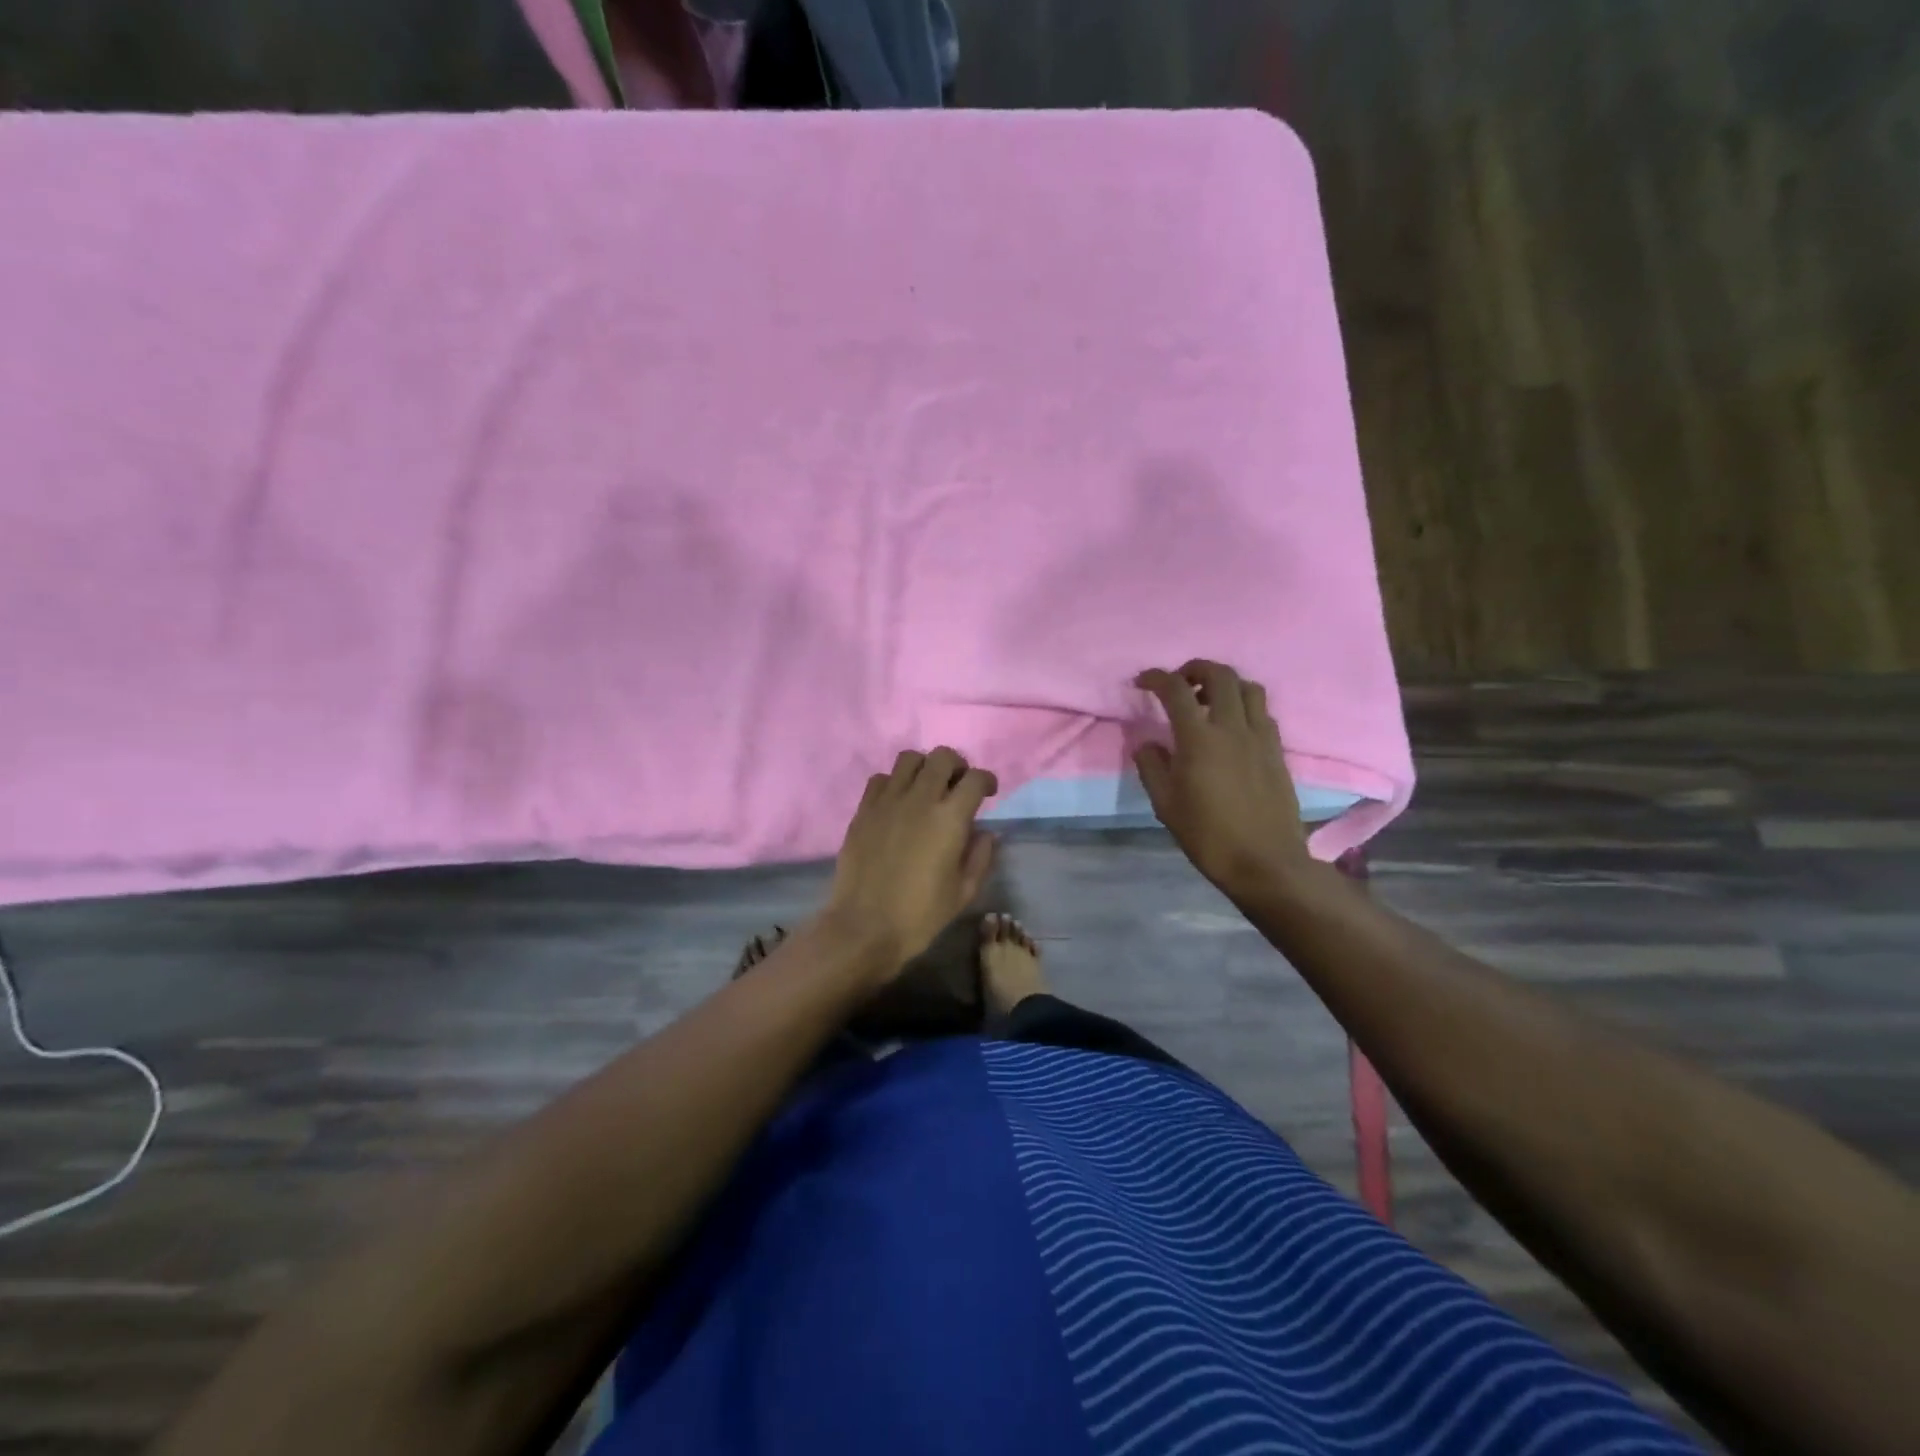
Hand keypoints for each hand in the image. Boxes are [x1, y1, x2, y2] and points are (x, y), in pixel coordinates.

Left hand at [819, 747, 998, 979]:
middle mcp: (919, 799)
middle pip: (943, 756)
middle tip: (958, 785)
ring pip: (909, 758)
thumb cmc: (920, 915)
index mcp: (949, 818)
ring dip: (924, 767)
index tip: (988, 793)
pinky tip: (898, 802)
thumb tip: (986, 832)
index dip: (987, 780)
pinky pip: (881, 778)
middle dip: (957, 765)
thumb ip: (980, 856)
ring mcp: (887, 801)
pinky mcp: (864, 810)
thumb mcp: (963, 892)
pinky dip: (895, 782)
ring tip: (927, 787)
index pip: (975, 779)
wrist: (864, 927)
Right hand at [1133, 661, 1312, 895]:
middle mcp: (1233, 727)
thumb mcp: (1165, 804)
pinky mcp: (1277, 750)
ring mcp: (1260, 737)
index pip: (1176, 690)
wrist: (1265, 862)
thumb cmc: (1208, 835)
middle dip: (1195, 669)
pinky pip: (1262, 712)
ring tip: (1209, 700)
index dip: (1156, 678)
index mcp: (1199, 738)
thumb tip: (1147, 744)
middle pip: (1220, 674)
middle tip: (1179, 683)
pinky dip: (1244, 706)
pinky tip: (1232, 726)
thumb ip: (1152, 767)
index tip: (1142, 682)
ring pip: (1249, 687)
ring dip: (1225, 683)